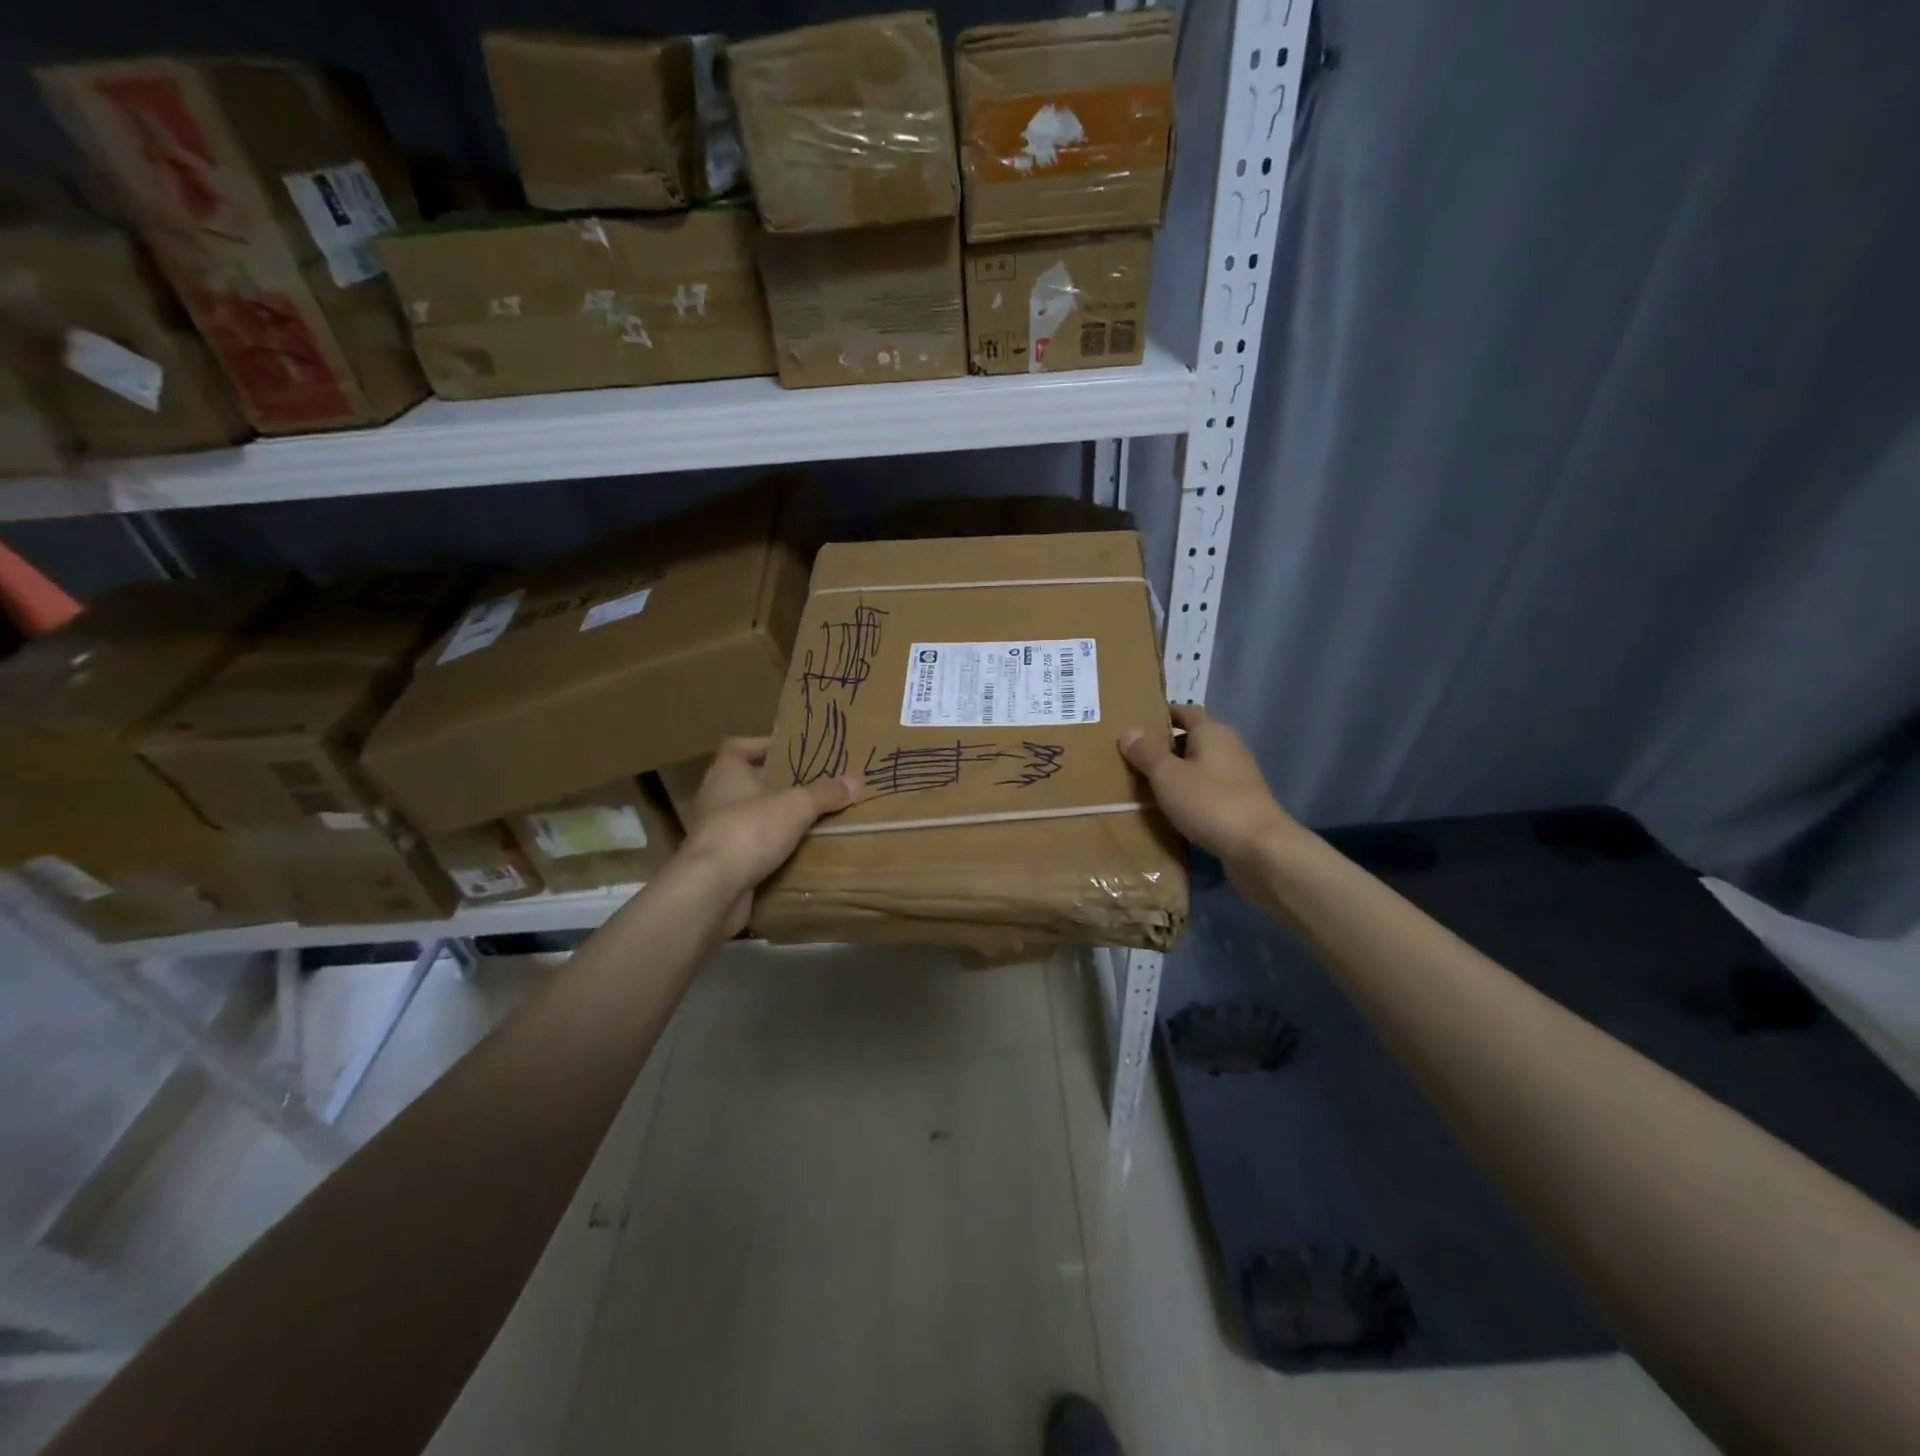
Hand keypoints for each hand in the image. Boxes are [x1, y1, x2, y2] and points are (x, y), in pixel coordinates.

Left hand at [677, 737, 860, 934]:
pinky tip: (795, 853)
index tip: (791, 751)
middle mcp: (714, 798)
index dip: (762, 745)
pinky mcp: (719, 863)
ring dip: (774, 819)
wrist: (711, 889)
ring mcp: (714, 832)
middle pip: (746, 782)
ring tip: (809, 819)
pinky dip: (769, 849)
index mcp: (726, 773)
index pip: (737, 746)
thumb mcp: (796, 806)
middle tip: (811, 786)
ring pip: (748, 817)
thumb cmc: (749, 831)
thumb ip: (825, 793)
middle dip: (777, 784)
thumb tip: (854, 782)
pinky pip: (749, 848)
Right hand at [1120, 705, 1297, 869]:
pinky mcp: (1239, 803)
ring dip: (1176, 773)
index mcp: (1212, 732)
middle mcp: (1228, 747)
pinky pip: (1207, 790)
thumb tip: (1130, 731)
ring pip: (1198, 767)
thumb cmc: (1210, 802)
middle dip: (1164, 747)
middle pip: (1192, 739)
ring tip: (1144, 785)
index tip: (1136, 724)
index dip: (1162, 715)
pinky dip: (1189, 794)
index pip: (1185, 711)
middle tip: (1132, 758)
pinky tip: (1170, 809)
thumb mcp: (1168, 775)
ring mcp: (1237, 777)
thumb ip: (1147, 752)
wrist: (1259, 848)